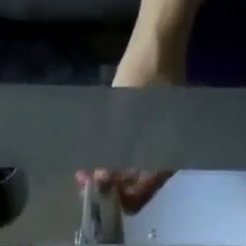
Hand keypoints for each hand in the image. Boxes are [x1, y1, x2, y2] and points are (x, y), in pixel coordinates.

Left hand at [78, 34, 184, 212]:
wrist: (156, 45)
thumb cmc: (143, 81)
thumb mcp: (122, 120)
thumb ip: (110, 156)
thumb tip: (99, 184)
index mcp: (164, 159)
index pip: (138, 197)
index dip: (114, 200)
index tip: (92, 194)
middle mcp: (162, 159)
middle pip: (132, 188)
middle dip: (105, 187)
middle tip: (82, 181)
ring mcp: (156, 147)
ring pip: (129, 173)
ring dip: (106, 174)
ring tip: (83, 171)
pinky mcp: (148, 135)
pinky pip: (129, 156)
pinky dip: (112, 159)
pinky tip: (94, 156)